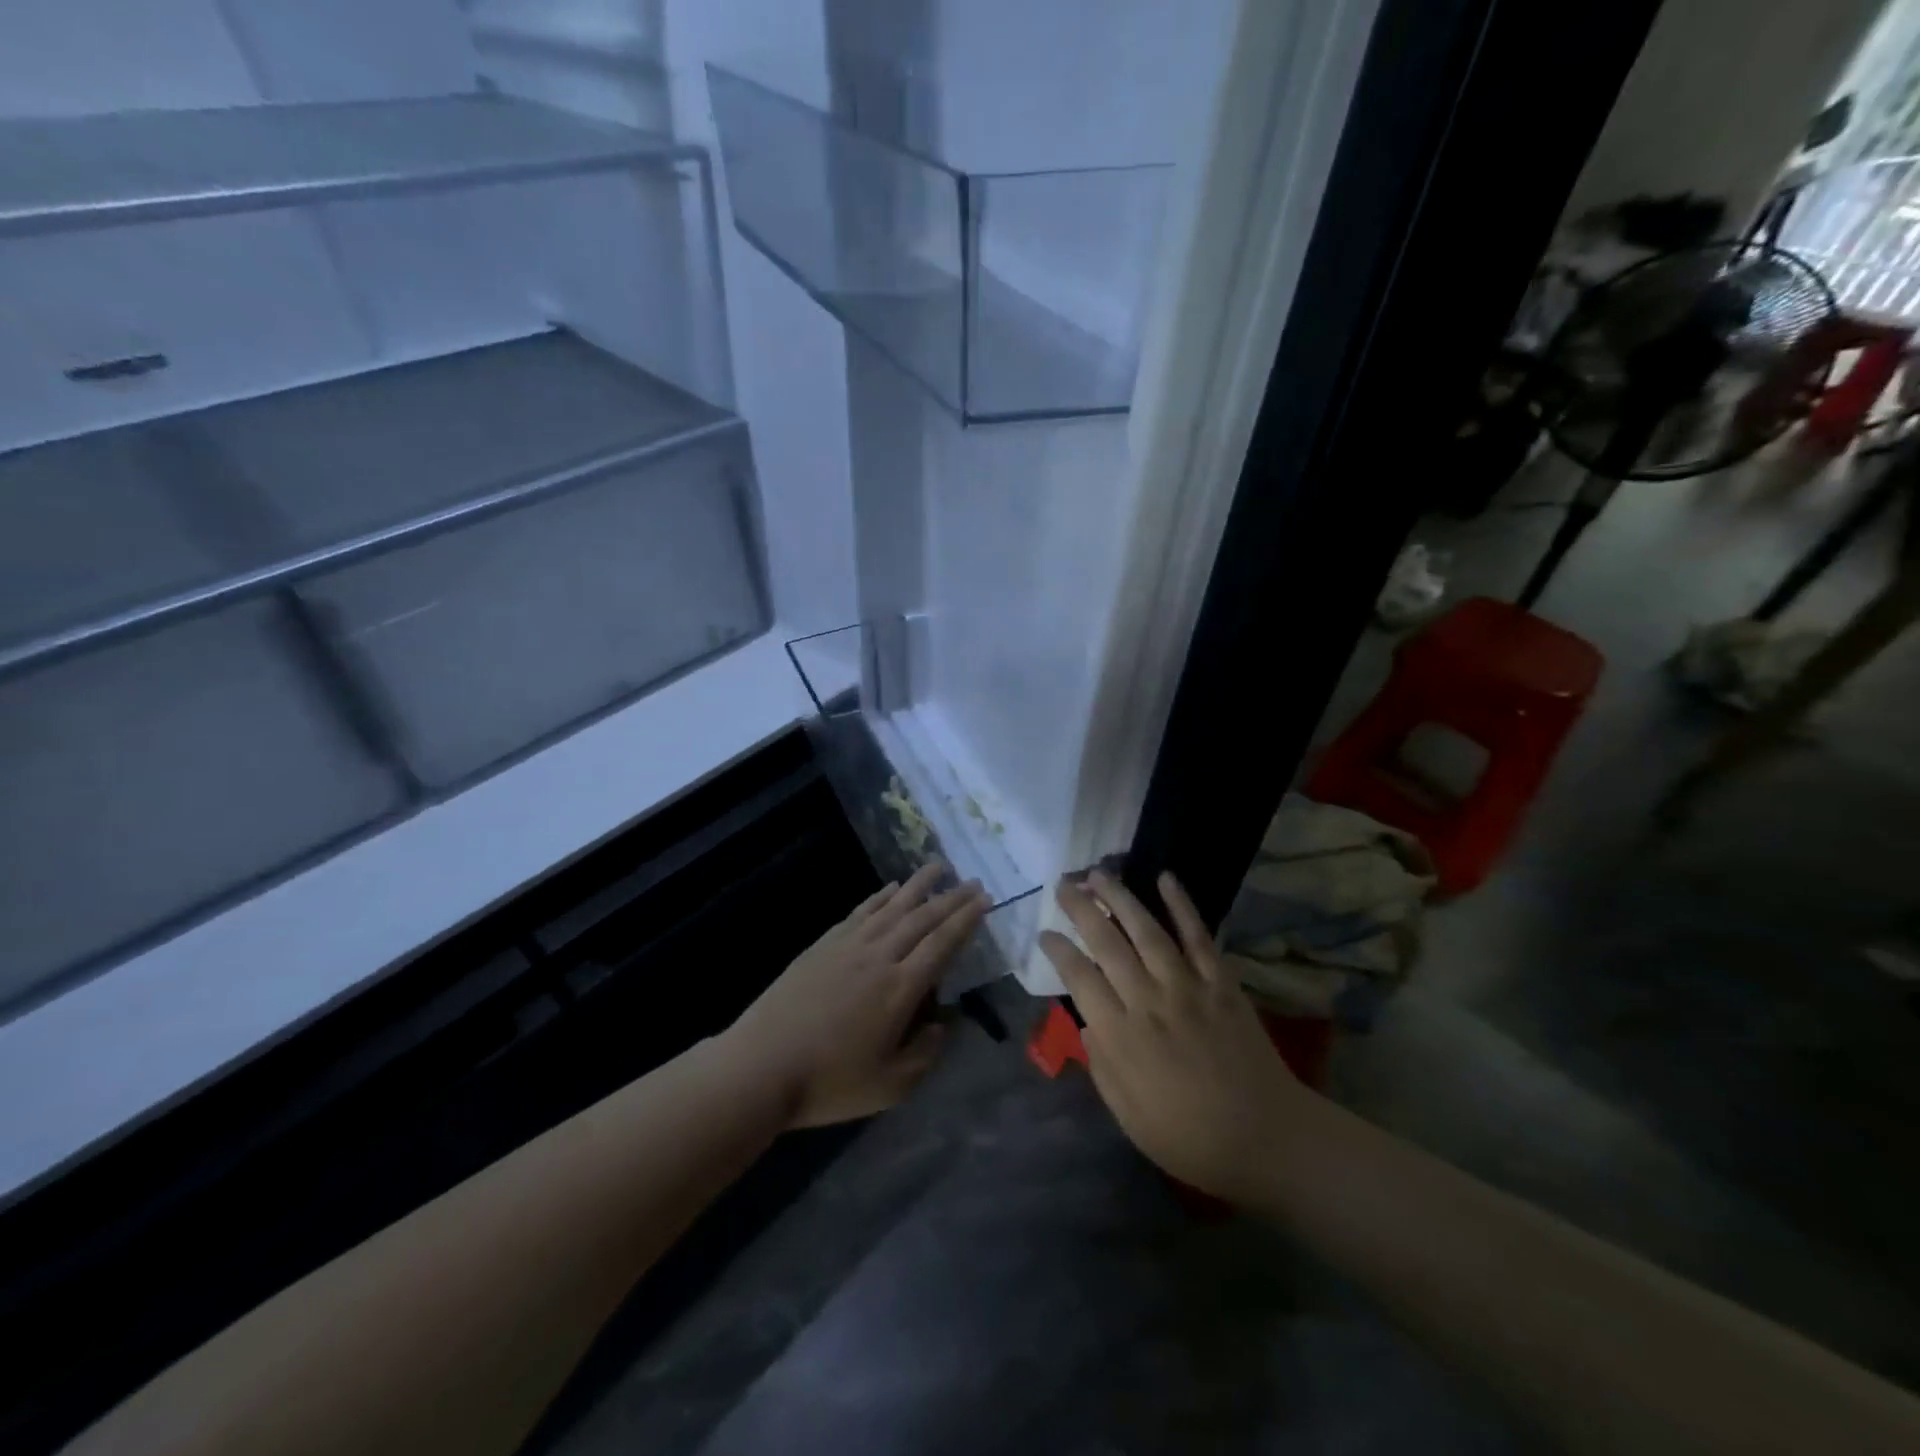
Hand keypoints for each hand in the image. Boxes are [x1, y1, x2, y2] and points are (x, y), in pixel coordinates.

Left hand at [725, 863, 989, 1126]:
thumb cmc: (829, 1082)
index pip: (942, 944)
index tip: (985, 900)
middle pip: (922, 918)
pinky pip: (861, 911)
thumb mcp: (890, 1085)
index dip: (966, 920)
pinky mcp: (824, 944)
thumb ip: (925, 1053)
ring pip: (893, 906)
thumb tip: (943, 1023)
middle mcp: (880, 956)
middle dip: (951, 897)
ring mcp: (849, 946)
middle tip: (973, 881)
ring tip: (938, 866)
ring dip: (918, 885)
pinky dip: (880, 896)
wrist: (762, 1066)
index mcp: (901, 989)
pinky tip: (891, 887)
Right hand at [1040, 870, 1305, 1202]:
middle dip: (1081, 909)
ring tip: (1099, 874)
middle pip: (1107, 944)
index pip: (1079, 978)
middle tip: (1063, 884)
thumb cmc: (1191, 1138)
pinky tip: (1166, 878)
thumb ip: (1102, 1068)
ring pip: (1146, 931)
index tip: (1044, 933)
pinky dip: (1182, 905)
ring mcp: (1188, 987)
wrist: (1268, 1138)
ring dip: (1120, 898)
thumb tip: (1087, 1024)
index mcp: (1122, 1037)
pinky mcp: (1221, 982)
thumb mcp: (1130, 1119)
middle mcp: (1149, 1002)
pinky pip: (1199, 936)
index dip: (1058, 951)